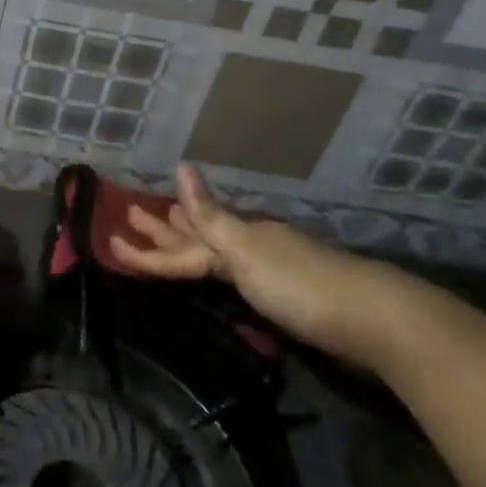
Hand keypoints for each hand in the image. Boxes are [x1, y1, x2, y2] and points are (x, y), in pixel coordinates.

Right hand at [110, 164, 416, 367]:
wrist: (373, 320)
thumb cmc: (301, 285)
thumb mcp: (247, 250)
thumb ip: (209, 217)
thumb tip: (181, 166)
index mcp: (237, 237)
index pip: (181, 241)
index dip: (147, 242)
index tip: (112, 236)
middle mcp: (249, 248)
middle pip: (197, 239)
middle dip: (163, 230)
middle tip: (131, 215)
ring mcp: (268, 271)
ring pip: (216, 255)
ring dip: (188, 243)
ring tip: (165, 227)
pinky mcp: (285, 297)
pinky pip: (235, 275)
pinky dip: (217, 268)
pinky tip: (217, 270)